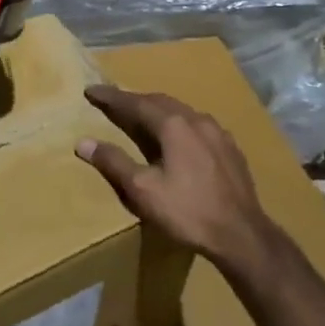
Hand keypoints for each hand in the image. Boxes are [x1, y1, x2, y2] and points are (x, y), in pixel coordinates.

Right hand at [75, 85, 274, 266]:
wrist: (241, 235)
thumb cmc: (187, 211)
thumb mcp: (142, 190)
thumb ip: (113, 162)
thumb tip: (83, 142)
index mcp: (174, 125)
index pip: (136, 103)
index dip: (111, 97)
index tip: (91, 91)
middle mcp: (198, 120)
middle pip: (160, 102)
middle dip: (134, 100)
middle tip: (113, 102)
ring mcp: (219, 133)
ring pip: (182, 112)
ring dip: (158, 111)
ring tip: (142, 117)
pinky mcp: (231, 149)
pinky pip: (198, 126)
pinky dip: (178, 125)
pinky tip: (178, 139)